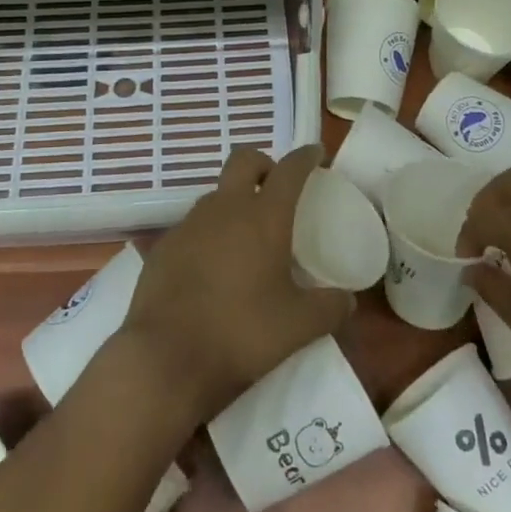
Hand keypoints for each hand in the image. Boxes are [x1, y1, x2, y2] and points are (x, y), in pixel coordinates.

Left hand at [117, 145, 353, 424]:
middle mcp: (225, 209)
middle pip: (244, 160)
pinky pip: (193, 226)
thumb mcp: (299, 327)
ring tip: (246, 235)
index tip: (316, 153)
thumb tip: (347, 300)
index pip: (289, 170)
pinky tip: (212, 266)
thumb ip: (329, 308)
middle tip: (276, 186)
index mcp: (263, 217)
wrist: (165, 358)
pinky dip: (209, 233)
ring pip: (216, 194)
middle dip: (264, 164)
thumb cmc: (241, 333)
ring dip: (234, 200)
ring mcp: (189, 224)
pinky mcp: (163, 247)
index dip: (305, 157)